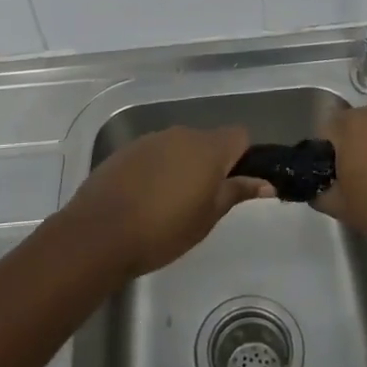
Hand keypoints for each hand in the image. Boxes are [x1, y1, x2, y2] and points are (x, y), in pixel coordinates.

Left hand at [62, 125, 273, 277]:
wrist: (100, 232)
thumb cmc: (164, 230)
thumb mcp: (208, 217)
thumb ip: (236, 192)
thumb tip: (266, 182)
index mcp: (208, 148)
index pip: (239, 136)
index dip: (243, 157)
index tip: (235, 185)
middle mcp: (181, 134)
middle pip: (208, 141)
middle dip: (211, 164)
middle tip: (203, 201)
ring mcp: (151, 139)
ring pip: (179, 147)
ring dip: (183, 166)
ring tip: (171, 203)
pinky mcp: (127, 149)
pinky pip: (154, 154)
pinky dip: (157, 170)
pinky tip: (145, 199)